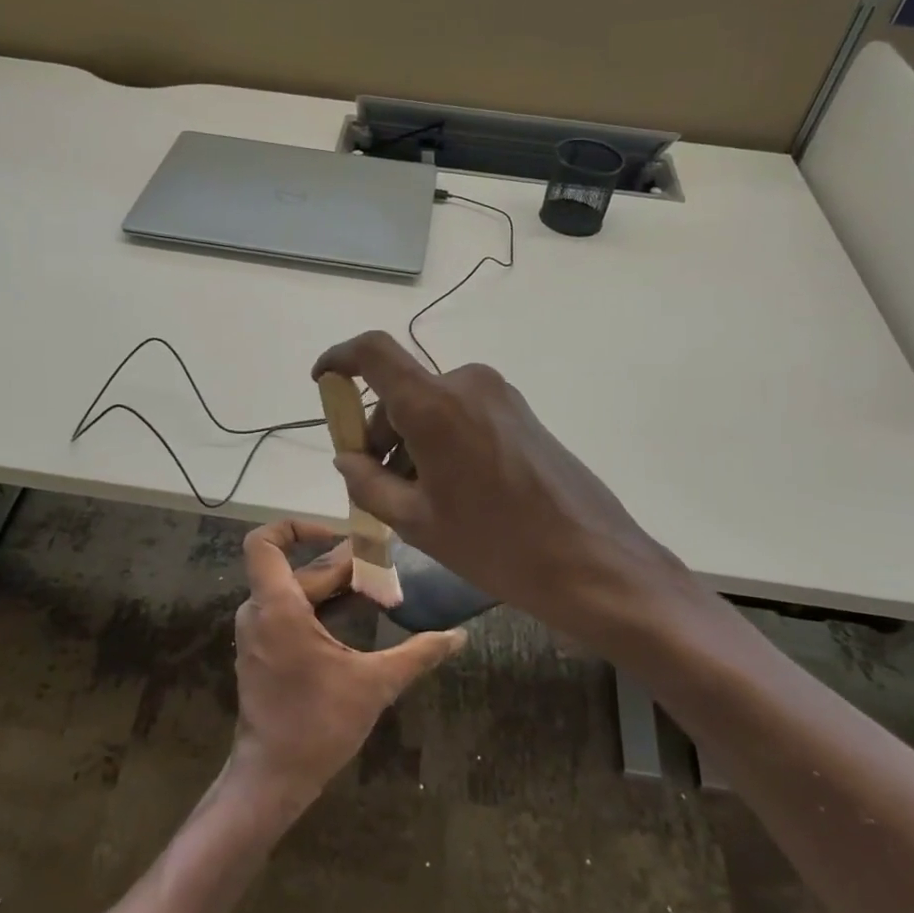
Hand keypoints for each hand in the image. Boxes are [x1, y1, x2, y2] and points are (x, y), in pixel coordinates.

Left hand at [228, 519, 463, 809]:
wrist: (272, 778)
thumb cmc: (318, 725)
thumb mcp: (374, 685)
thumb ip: (417, 654)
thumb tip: (459, 636)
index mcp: (278, 608)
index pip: (264, 542)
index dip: (296, 527)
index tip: (339, 537)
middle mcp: (260, 612)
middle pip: (298, 569)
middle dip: (341, 565)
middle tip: (385, 567)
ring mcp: (257, 633)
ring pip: (293, 590)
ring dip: (332, 586)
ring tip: (376, 588)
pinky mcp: (262, 651)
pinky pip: (288, 611)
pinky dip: (318, 606)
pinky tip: (354, 616)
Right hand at [311, 332, 686, 649]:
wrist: (591, 560)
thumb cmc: (495, 543)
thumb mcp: (417, 521)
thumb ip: (368, 482)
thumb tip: (346, 456)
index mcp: (434, 404)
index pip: (372, 351)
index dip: (339, 358)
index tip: (322, 383)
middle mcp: (466, 384)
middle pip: (401, 391)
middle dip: (379, 432)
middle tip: (377, 485)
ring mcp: (499, 395)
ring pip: (431, 405)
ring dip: (411, 441)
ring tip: (418, 499)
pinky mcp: (520, 412)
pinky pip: (461, 413)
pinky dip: (440, 440)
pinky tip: (451, 490)